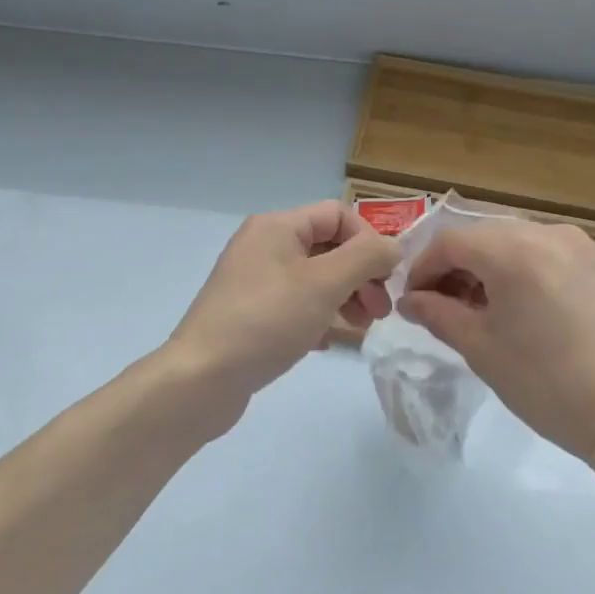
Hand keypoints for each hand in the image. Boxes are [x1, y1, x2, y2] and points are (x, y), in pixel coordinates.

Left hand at [163, 201, 399, 424]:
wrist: (201, 379)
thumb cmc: (267, 321)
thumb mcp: (325, 284)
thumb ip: (366, 257)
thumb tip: (393, 247)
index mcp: (277, 226)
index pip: (338, 214)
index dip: (369, 240)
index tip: (386, 278)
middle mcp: (263, 245)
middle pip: (328, 246)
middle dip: (361, 274)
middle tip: (381, 310)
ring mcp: (253, 280)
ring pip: (314, 277)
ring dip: (346, 296)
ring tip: (362, 327)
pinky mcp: (249, 313)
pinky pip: (296, 303)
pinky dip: (319, 316)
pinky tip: (328, 342)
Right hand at [398, 220, 594, 458]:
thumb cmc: (547, 384)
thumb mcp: (482, 350)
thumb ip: (438, 314)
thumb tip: (411, 300)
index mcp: (513, 251)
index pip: (451, 241)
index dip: (423, 267)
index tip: (413, 298)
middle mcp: (549, 233)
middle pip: (487, 236)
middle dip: (459, 265)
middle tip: (446, 304)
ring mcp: (585, 246)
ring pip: (523, 242)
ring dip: (496, 266)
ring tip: (489, 307)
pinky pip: (556, 255)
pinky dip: (532, 271)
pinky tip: (534, 309)